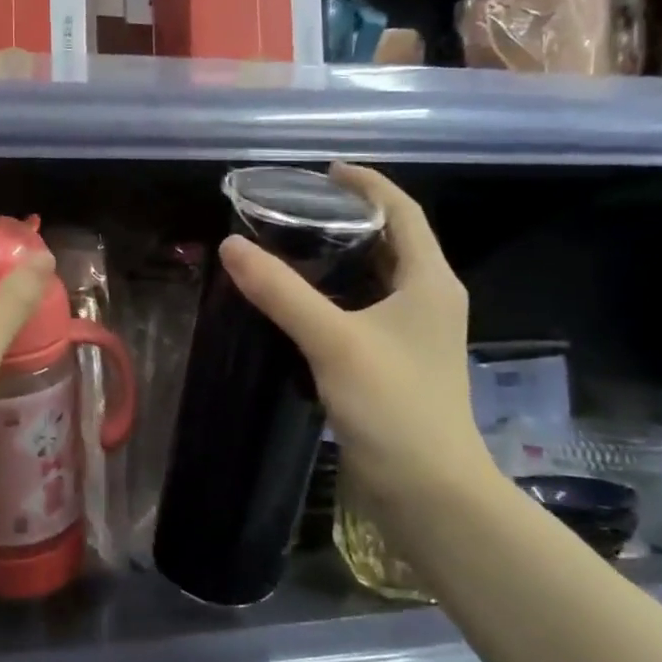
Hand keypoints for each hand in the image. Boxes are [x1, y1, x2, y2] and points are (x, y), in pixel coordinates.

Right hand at [219, 163, 494, 514]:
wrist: (428, 490)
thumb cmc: (393, 404)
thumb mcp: (334, 340)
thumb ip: (282, 292)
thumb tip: (231, 246)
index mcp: (429, 281)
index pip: (403, 211)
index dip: (368, 183)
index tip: (324, 171)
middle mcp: (428, 299)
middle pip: (392, 241)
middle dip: (350, 218)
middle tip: (296, 209)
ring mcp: (415, 334)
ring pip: (377, 279)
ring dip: (341, 258)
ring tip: (292, 247)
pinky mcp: (397, 363)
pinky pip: (366, 311)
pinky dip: (337, 296)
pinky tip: (300, 304)